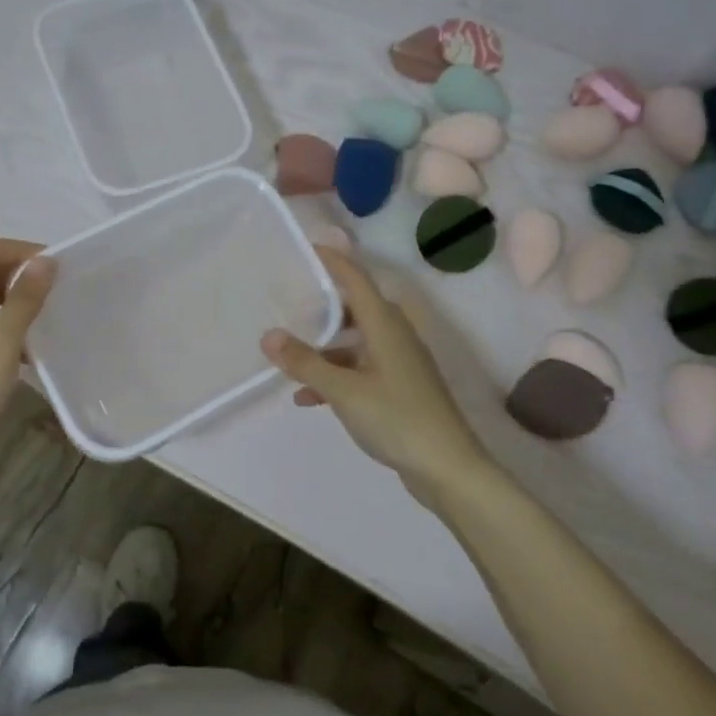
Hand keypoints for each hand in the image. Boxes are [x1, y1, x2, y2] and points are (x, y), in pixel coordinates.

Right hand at [261, 246, 494, 509]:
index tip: (305, 247)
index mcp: (385, 325)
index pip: (355, 279)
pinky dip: (336, 376)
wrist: (447, 469)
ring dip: (324, 348)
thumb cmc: (397, 418)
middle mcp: (395, 336)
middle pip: (354, 308)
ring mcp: (399, 363)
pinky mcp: (399, 388)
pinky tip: (308, 398)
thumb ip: (305, 362)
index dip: (332, 261)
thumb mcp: (343, 391)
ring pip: (355, 342)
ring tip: (289, 354)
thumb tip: (268, 335)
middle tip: (288, 299)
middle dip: (322, 305)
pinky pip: (360, 370)